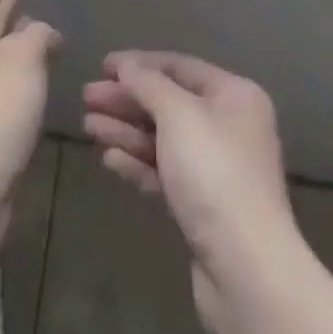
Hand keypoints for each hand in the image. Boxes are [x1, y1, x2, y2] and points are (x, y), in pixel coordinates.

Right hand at [82, 52, 305, 333]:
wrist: (246, 270)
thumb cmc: (214, 173)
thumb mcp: (178, 115)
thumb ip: (148, 84)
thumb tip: (127, 64)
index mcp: (234, 95)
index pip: (179, 66)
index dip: (139, 63)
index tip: (102, 66)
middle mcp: (228, 125)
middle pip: (168, 103)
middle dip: (127, 100)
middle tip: (87, 98)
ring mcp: (216, 168)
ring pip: (163, 139)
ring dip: (126, 130)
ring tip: (89, 126)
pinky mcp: (202, 206)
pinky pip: (165, 172)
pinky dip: (138, 162)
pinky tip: (109, 159)